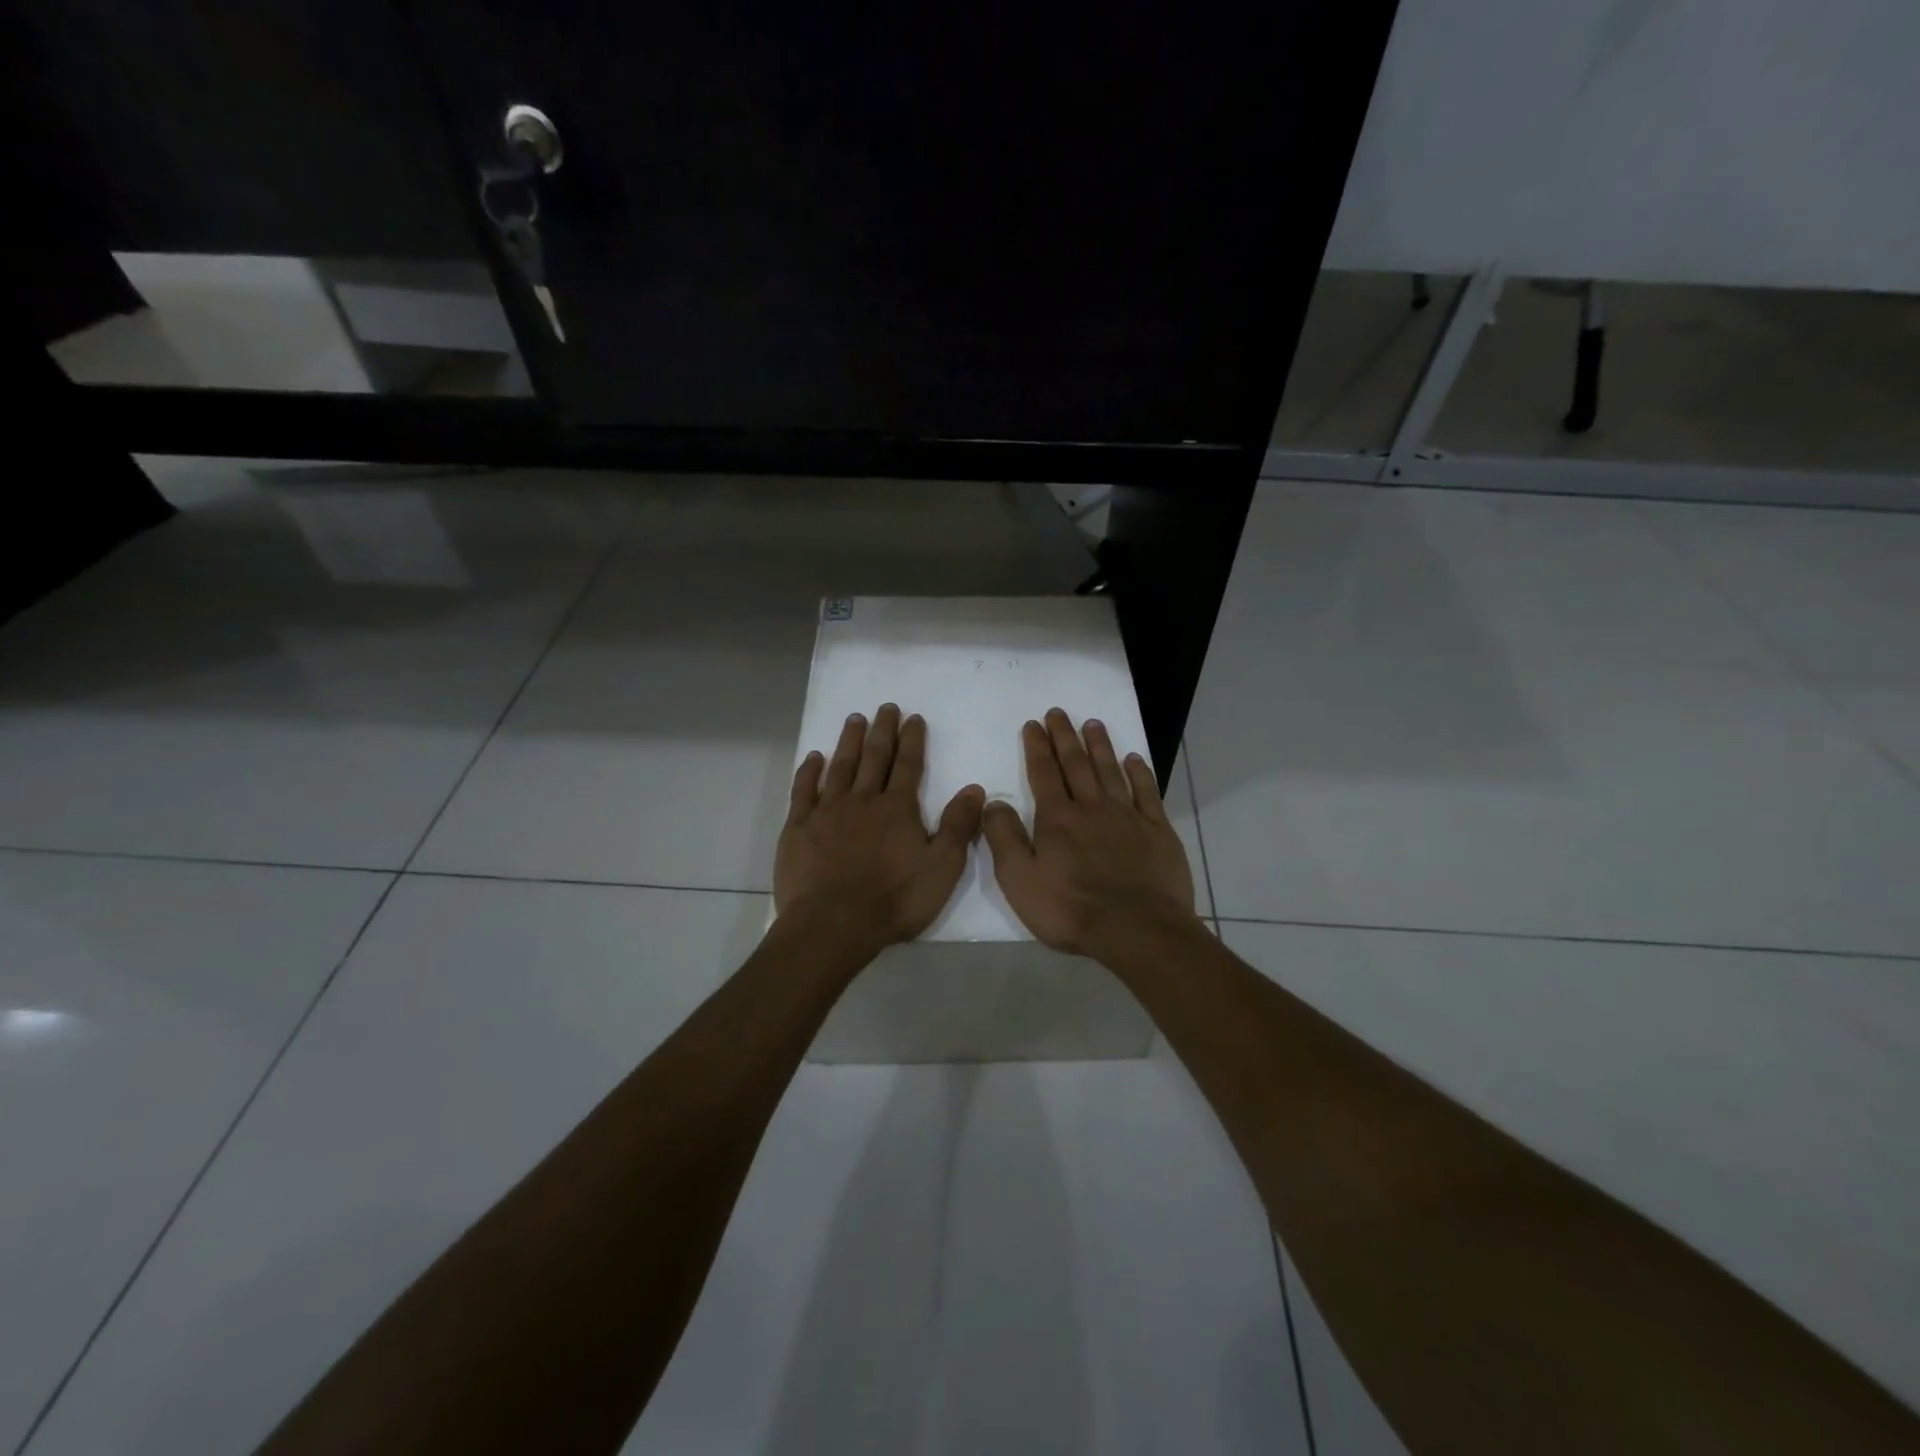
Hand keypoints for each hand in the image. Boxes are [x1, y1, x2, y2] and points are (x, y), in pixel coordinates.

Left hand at [775, 704, 984, 962]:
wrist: (833, 924)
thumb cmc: (894, 899)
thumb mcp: (942, 867)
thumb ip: (958, 826)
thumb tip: (974, 788)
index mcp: (898, 808)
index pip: (908, 765)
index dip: (912, 740)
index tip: (913, 718)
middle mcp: (862, 800)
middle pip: (874, 757)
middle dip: (882, 731)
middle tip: (885, 707)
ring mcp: (827, 811)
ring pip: (840, 767)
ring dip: (849, 742)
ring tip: (854, 720)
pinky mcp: (799, 827)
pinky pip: (804, 790)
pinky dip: (809, 771)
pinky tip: (813, 758)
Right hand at [982, 708, 1198, 961]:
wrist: (1137, 929)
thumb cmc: (1071, 909)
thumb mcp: (1020, 880)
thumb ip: (1004, 838)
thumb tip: (993, 802)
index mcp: (1057, 819)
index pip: (1044, 773)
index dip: (1037, 747)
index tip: (1034, 724)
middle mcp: (1092, 808)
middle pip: (1076, 764)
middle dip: (1065, 737)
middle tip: (1059, 712)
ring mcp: (1128, 817)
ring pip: (1110, 771)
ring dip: (1100, 746)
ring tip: (1093, 723)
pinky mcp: (1157, 831)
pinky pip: (1147, 792)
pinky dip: (1140, 773)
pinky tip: (1134, 759)